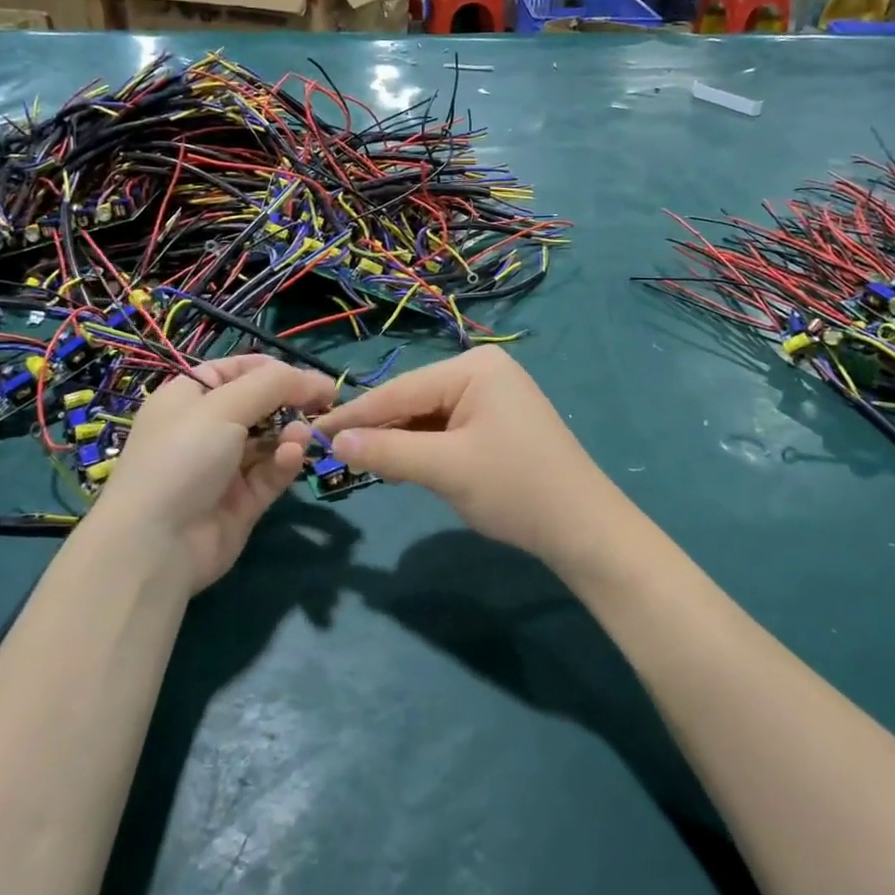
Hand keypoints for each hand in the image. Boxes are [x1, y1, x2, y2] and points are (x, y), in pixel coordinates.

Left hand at [95, 355, 335, 594]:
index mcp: (189, 398)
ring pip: (270, 439)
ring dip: (291, 432)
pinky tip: (293, 456)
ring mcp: (224, 467)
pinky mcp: (242, 501)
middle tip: (326, 401)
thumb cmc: (182, 457)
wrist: (156, 545)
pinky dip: (285, 462)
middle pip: (259, 404)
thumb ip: (272, 385)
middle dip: (291, 401)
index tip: (309, 375)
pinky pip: (271, 472)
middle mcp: (205, 429)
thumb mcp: (223, 406)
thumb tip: (313, 379)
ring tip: (304, 434)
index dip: (273, 369)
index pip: (236, 371)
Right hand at [315, 348, 619, 566]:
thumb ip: (387, 452)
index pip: (400, 390)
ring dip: (400, 442)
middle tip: (335, 456)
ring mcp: (492, 395)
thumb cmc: (514, 488)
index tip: (312, 431)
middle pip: (413, 400)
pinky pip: (447, 428)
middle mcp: (482, 370)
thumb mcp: (444, 469)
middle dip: (379, 430)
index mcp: (474, 367)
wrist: (582, 527)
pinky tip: (404, 468)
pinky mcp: (497, 421)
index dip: (354, 415)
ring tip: (368, 468)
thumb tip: (333, 442)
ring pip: (428, 416)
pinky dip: (424, 449)